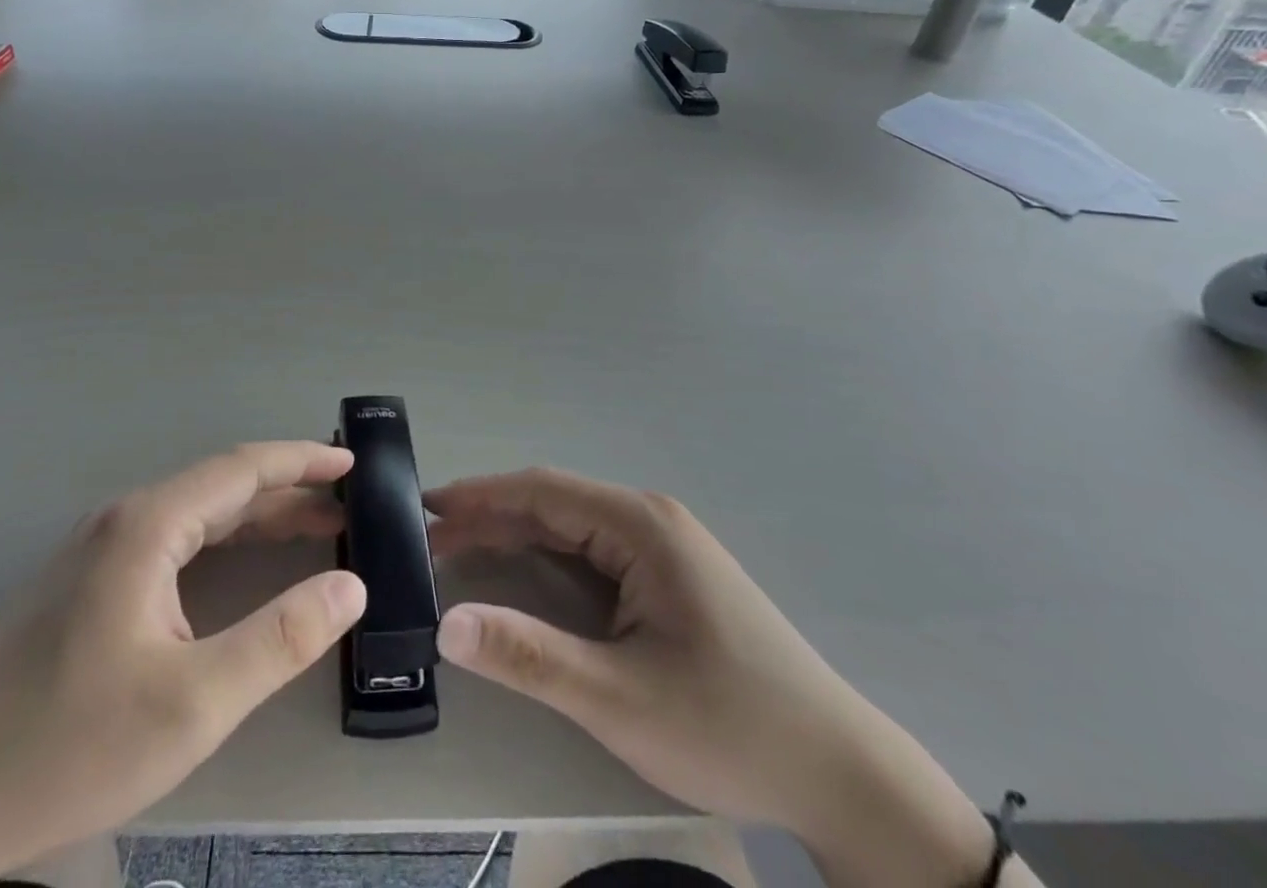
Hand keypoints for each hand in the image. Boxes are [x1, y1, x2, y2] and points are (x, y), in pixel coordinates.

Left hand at [0, 442, 365, 887]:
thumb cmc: (71, 749)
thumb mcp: (194, 703)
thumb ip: (281, 638)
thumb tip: (352, 585)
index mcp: (147, 526)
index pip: (243, 468)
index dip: (303, 461)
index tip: (353, 464)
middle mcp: (123, 519)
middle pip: (222, 485)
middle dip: (289, 489)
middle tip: (347, 503)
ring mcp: (98, 548)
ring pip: (196, 513)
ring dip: (257, 514)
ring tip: (314, 527)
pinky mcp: (86, 581)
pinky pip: (172, 539)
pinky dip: (222, 539)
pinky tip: (241, 561)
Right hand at [428, 469, 1001, 887]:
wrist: (842, 774)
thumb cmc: (729, 727)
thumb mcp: (618, 700)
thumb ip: (528, 655)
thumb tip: (445, 623)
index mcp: (640, 525)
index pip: (540, 492)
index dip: (479, 496)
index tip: (424, 509)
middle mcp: (650, 519)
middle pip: (553, 504)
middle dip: (490, 518)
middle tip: (430, 542)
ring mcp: (664, 545)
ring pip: (572, 527)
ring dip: (516, 537)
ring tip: (461, 554)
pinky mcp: (671, 575)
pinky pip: (594, 551)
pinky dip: (548, 558)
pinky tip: (524, 576)